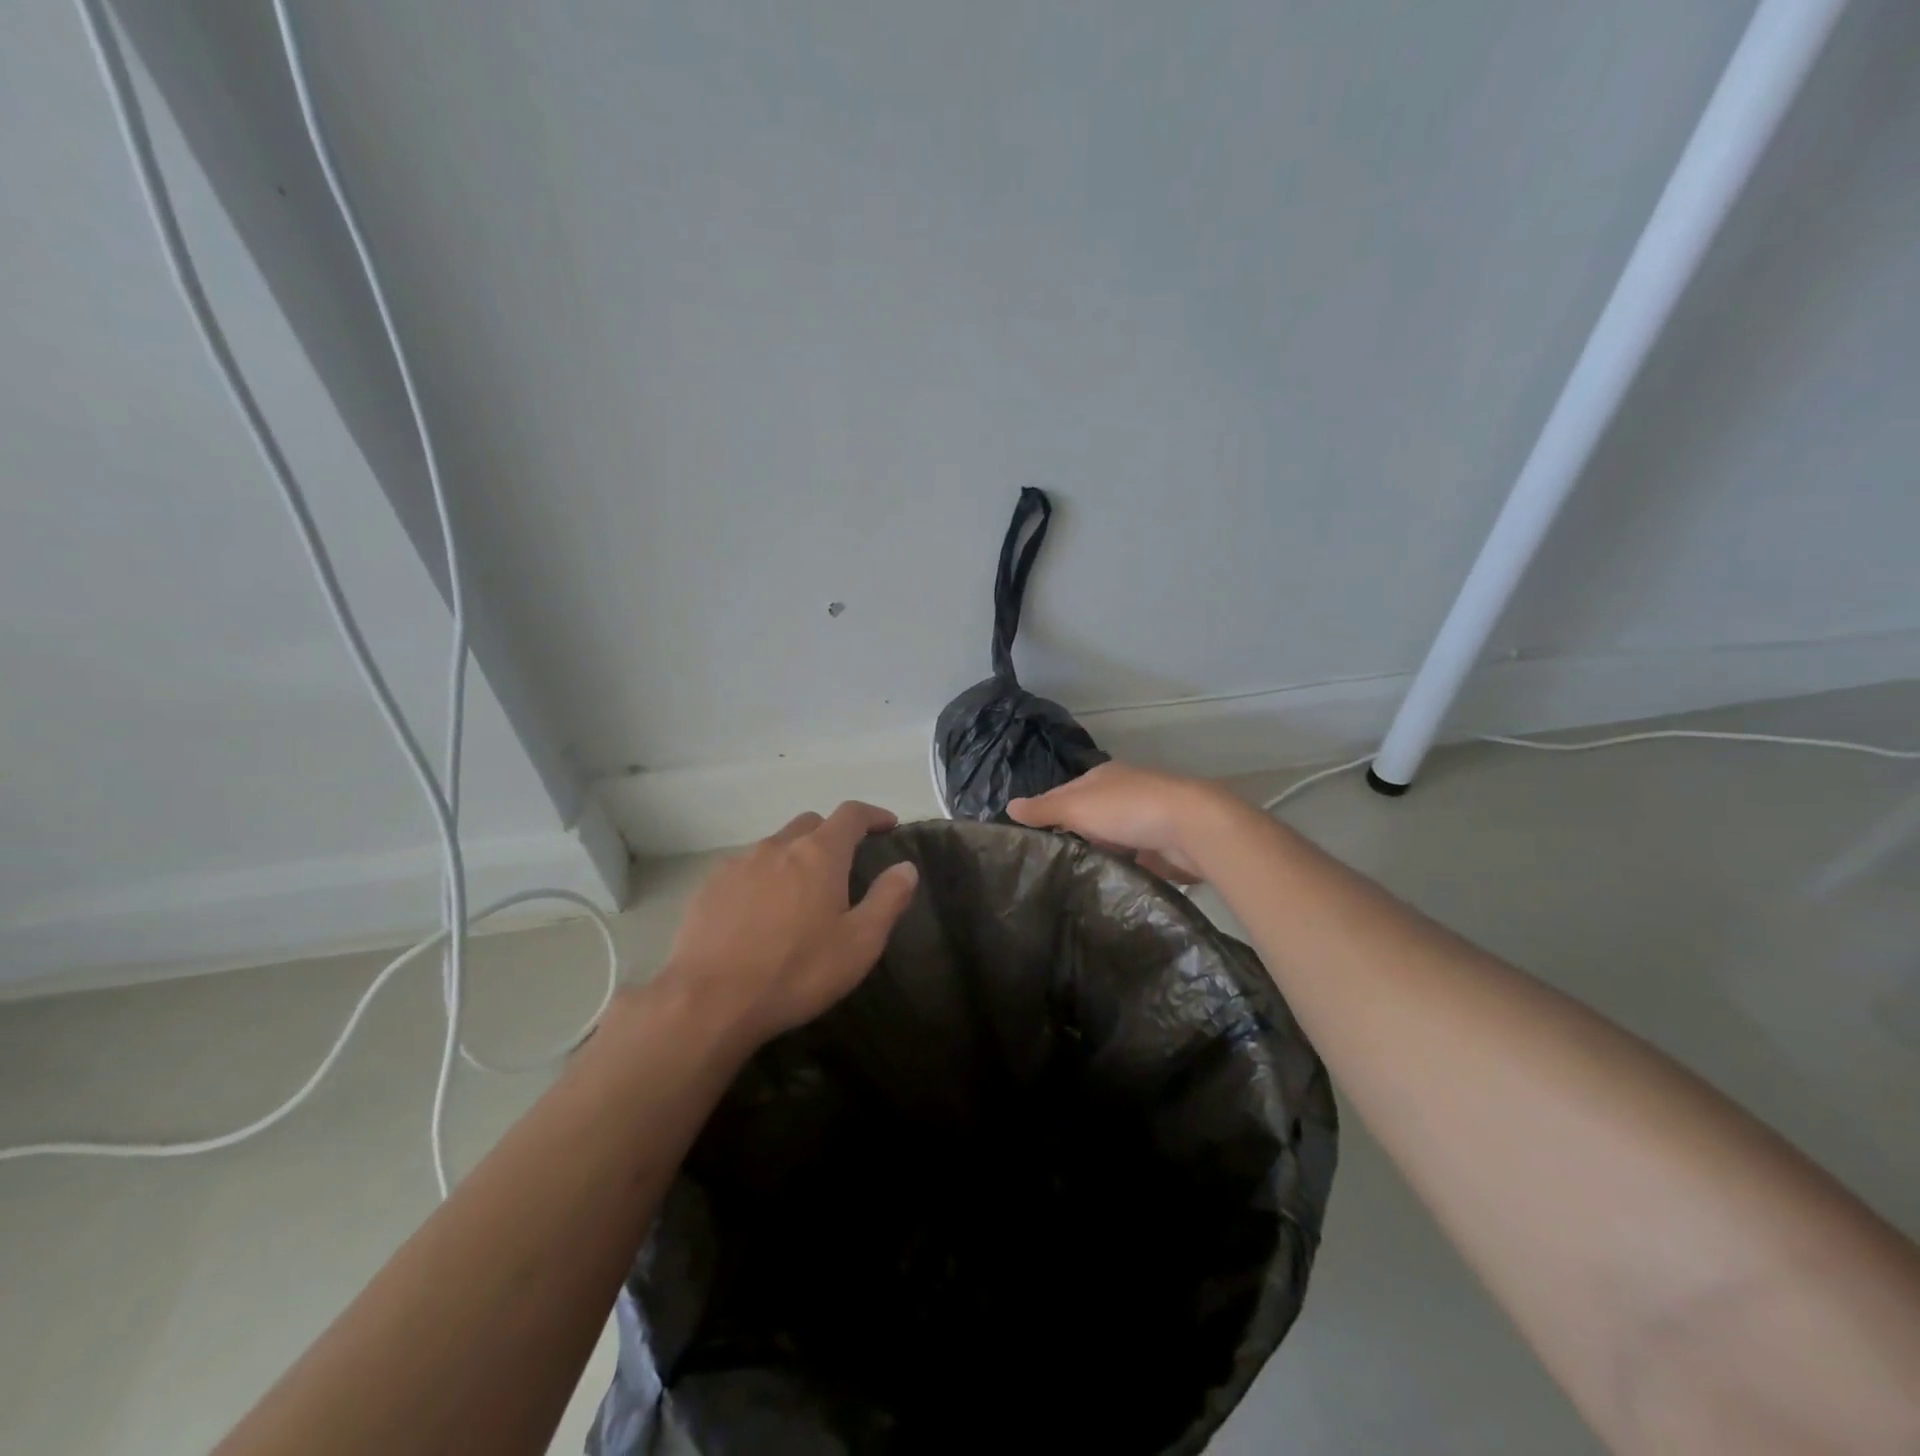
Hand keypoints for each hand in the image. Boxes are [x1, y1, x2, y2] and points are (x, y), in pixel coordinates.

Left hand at [662, 801, 919, 1046]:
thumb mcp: (859, 944)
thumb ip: (888, 899)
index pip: (851, 814)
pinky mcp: (709, 886)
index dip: (872, 815)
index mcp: (818, 854)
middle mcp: (777, 846)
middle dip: (832, 834)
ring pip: (775, 845)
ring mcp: (738, 863)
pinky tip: (759, 912)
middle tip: (843, 865)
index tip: (887, 825)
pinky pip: (745, 868)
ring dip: (795, 856)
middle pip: (810, 823)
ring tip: (800, 893)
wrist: (708, 1002)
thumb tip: (906, 867)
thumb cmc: (795, 972)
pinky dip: (762, 877)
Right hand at [1008, 762, 1233, 882]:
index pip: (1062, 793)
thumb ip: (1043, 809)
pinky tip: (1099, 885)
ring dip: (1093, 853)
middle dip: (1068, 835)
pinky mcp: (1159, 847)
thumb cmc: (1128, 809)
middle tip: (1041, 865)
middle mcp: (1122, 794)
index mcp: (1102, 777)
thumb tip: (1008, 806)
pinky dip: (1115, 868)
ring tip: (1065, 879)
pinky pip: (1128, 859)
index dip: (1042, 812)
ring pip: (1107, 838)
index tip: (1025, 838)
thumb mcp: (1077, 806)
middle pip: (1085, 816)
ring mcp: (1143, 821)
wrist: (1192, 828)